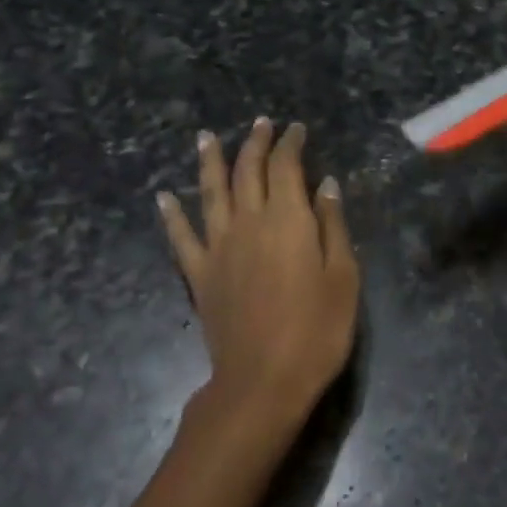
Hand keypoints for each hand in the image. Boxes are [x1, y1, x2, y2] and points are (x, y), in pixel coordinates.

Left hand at [156, 118, 359, 421]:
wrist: (262, 382)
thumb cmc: (316, 330)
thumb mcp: (343, 276)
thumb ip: (332, 225)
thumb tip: (325, 184)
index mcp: (287, 218)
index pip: (286, 166)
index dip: (291, 143)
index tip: (296, 129)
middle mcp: (249, 221)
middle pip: (247, 171)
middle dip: (255, 143)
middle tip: (261, 123)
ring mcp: (219, 246)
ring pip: (211, 192)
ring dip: (209, 161)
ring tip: (205, 137)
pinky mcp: (199, 274)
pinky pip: (181, 237)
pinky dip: (171, 215)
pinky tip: (163, 197)